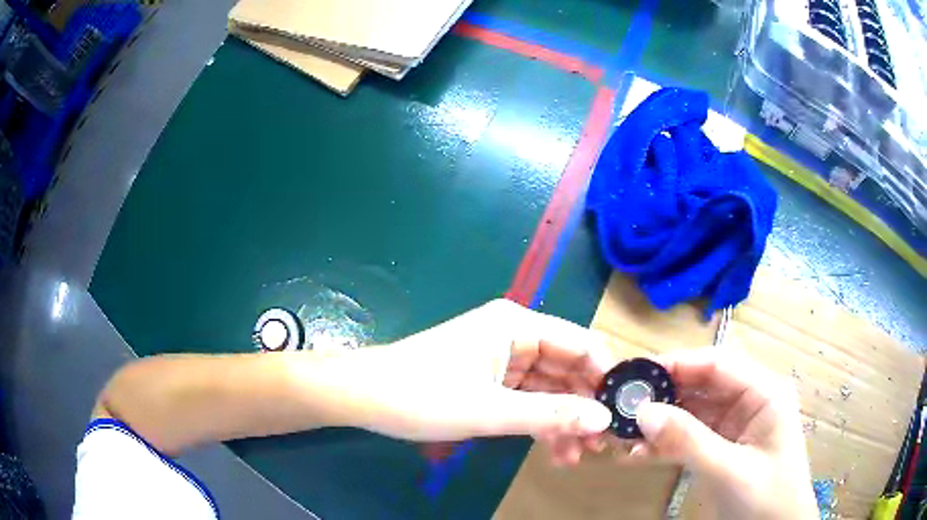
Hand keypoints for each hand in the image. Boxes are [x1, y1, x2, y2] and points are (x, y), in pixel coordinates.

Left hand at [330, 299, 615, 463]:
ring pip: (550, 389)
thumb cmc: (422, 395)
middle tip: (605, 443)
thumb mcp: (490, 410)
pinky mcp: (490, 381)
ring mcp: (502, 360)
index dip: (606, 375)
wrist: (364, 397)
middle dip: (586, 406)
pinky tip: (555, 452)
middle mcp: (515, 336)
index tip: (626, 409)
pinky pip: (528, 400)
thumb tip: (604, 418)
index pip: (581, 343)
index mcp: (517, 325)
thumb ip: (550, 414)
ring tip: (580, 456)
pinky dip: (541, 423)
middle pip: (568, 368)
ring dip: (565, 421)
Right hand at [627, 349, 817, 518]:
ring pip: (691, 413)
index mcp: (764, 393)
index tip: (635, 374)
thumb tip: (643, 413)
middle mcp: (749, 401)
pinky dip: (664, 444)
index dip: (677, 364)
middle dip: (662, 397)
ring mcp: (734, 426)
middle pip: (701, 387)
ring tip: (622, 436)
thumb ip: (689, 441)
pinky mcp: (721, 447)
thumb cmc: (766, 499)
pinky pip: (689, 437)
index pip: (717, 364)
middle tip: (620, 409)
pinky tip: (636, 454)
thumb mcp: (730, 471)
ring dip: (658, 424)